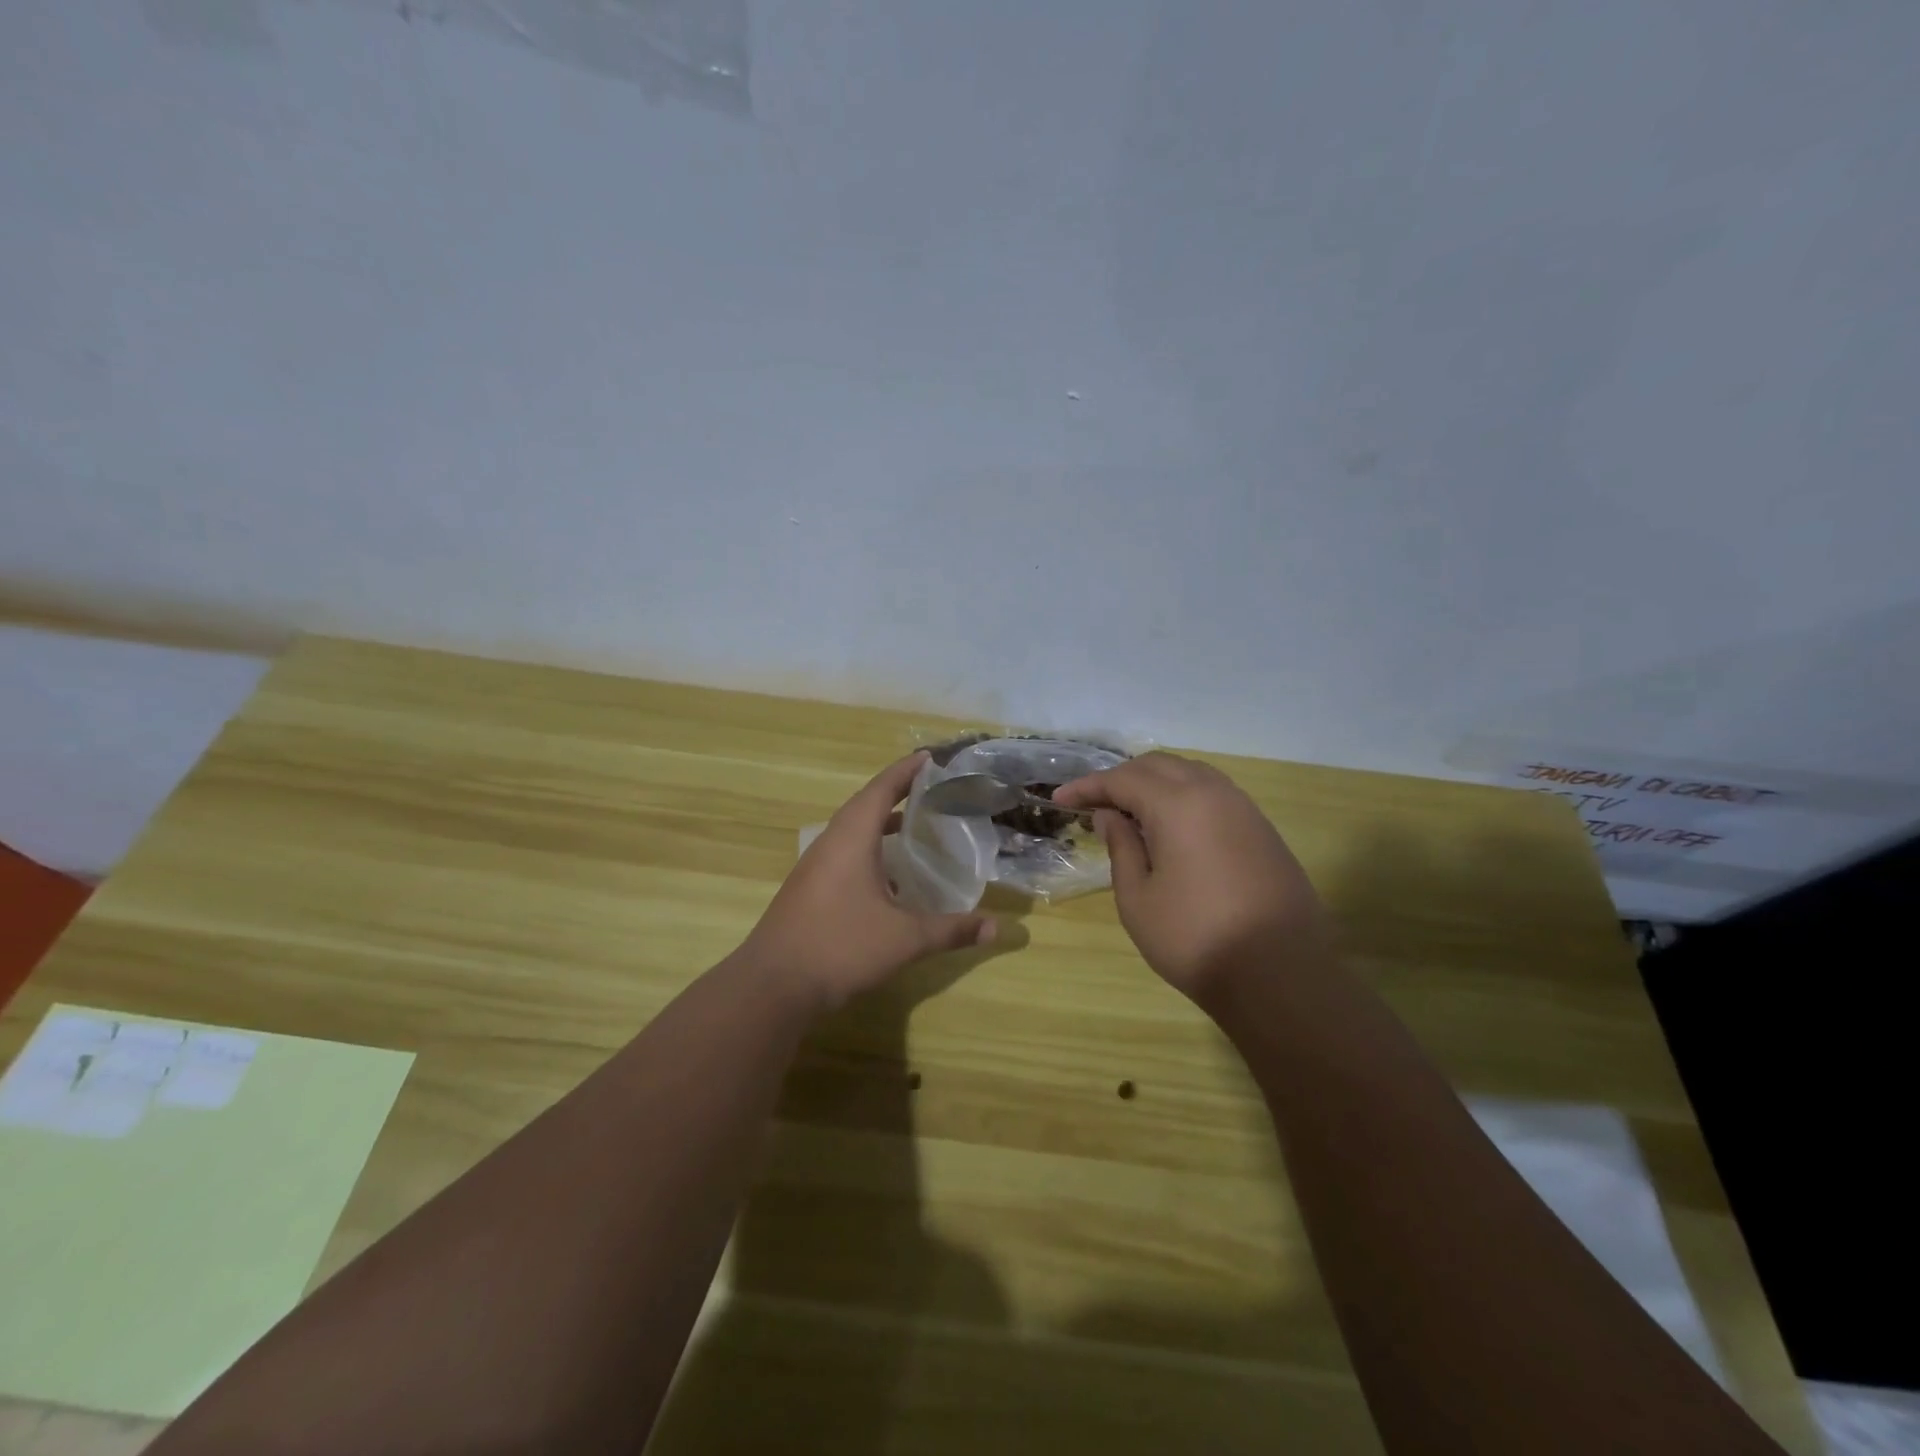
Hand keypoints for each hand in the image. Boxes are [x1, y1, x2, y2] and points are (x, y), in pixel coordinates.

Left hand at [740, 752, 998, 1012]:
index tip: (932, 757)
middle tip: (932, 790)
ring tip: (914, 826)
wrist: (773, 985)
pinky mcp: (808, 889)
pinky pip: (843, 853)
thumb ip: (951, 930)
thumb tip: (997, 928)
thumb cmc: (841, 947)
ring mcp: (815, 866)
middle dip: (897, 793)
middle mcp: (830, 842)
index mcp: (851, 838)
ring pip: (851, 831)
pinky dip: (869, 850)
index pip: (882, 788)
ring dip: (881, 823)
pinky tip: (889, 876)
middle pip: (865, 804)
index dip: (907, 770)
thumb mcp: (905, 939)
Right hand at [1053, 752, 1331, 1002]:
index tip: (1060, 799)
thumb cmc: (1195, 939)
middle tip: (1094, 802)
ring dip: (1155, 783)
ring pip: (1191, 774)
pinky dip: (1184, 797)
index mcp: (1178, 804)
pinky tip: (1172, 826)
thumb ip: (1122, 847)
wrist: (1281, 977)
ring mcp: (1245, 809)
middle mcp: (1214, 793)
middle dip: (1121, 778)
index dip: (1087, 787)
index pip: (1122, 779)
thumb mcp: (1138, 898)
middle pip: (1158, 766)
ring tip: (1130, 810)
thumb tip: (1111, 816)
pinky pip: (1215, 794)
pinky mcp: (1263, 830)